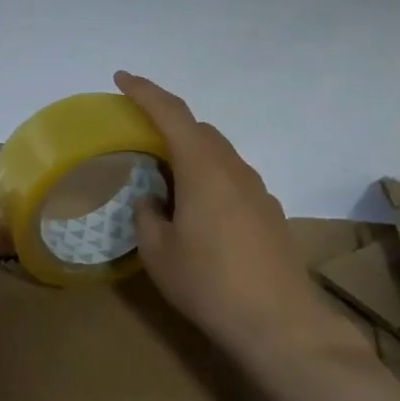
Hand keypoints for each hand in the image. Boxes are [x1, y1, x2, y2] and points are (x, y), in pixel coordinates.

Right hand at [115, 71, 360, 373]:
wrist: (278, 322)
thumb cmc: (208, 283)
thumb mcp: (158, 251)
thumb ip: (147, 215)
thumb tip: (150, 199)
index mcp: (203, 169)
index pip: (172, 114)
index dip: (145, 92)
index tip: (121, 78)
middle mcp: (234, 169)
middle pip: (200, 130)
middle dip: (167, 123)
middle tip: (137, 136)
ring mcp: (257, 191)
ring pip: (218, 155)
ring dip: (189, 154)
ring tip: (163, 179)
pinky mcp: (268, 213)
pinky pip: (231, 179)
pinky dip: (207, 178)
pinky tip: (195, 211)